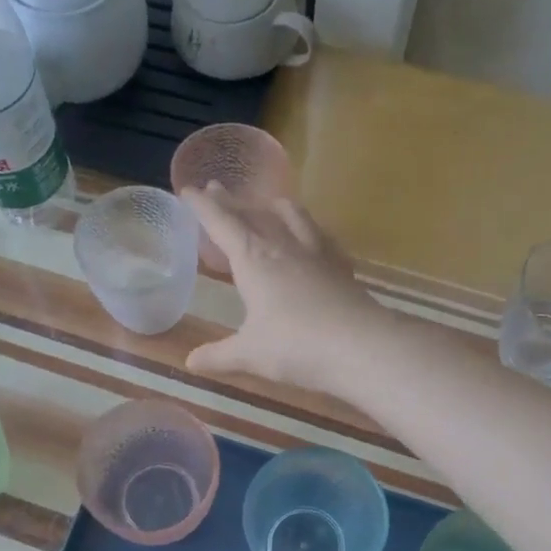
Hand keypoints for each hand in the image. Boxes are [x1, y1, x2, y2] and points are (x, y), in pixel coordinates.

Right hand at [181, 185, 384, 392]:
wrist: (361, 346)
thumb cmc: (296, 347)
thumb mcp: (250, 355)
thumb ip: (219, 356)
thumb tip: (191, 362)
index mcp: (254, 259)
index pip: (222, 223)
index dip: (203, 206)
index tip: (188, 189)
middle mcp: (284, 247)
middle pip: (254, 214)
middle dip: (232, 202)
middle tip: (218, 189)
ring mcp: (317, 254)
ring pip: (293, 216)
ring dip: (274, 206)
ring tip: (268, 203)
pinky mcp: (342, 267)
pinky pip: (322, 237)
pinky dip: (310, 229)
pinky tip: (314, 237)